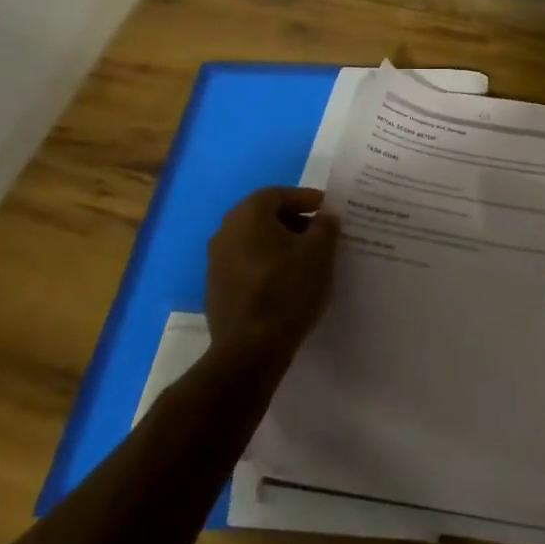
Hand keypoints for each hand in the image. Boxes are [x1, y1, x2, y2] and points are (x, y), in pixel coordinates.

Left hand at [205, 187, 339, 361]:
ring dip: (280, 244)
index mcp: (248, 215)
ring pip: (254, 242)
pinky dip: (267, 265)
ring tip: (308, 259)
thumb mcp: (320, 252)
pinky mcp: (217, 290)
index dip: (305, 198)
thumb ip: (325, 226)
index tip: (327, 209)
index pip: (278, 194)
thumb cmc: (288, 289)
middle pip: (263, 216)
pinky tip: (287, 282)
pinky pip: (247, 265)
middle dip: (294, 221)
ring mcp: (216, 263)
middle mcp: (226, 232)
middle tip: (320, 232)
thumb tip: (324, 217)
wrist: (250, 349)